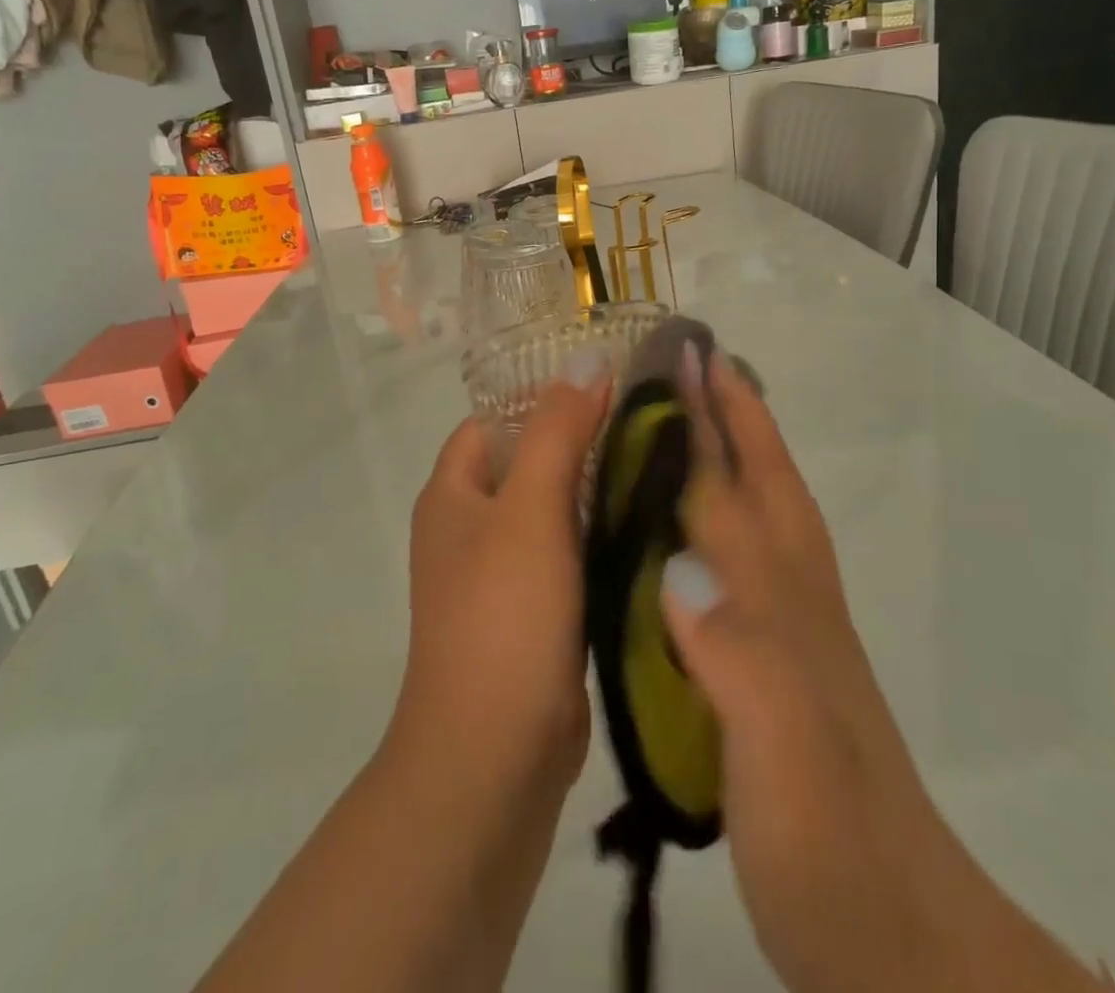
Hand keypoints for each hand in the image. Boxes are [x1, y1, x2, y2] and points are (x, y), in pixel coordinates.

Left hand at [385, 357, 612, 802]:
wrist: (494, 755)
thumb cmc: (503, 615)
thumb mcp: (530, 509)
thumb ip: (558, 431)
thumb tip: (586, 359)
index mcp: (453, 494)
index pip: (496, 420)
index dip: (545, 398)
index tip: (609, 386)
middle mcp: (471, 528)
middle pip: (529, 463)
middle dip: (582, 442)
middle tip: (649, 422)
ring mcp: (503, 574)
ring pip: (555, 511)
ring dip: (597, 490)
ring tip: (662, 462)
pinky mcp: (536, 614)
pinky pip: (570, 556)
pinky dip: (602, 537)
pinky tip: (652, 524)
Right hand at [662, 348, 1108, 992]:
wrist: (905, 943)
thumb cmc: (833, 847)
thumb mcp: (782, 754)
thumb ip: (736, 656)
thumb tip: (675, 566)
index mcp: (780, 605)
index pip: (734, 491)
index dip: (708, 422)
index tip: (686, 358)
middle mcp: (793, 602)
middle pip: (765, 486)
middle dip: (735, 416)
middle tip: (700, 364)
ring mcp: (799, 634)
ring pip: (770, 517)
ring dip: (743, 456)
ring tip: (707, 418)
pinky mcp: (789, 670)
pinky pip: (756, 564)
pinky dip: (732, 521)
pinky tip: (705, 531)